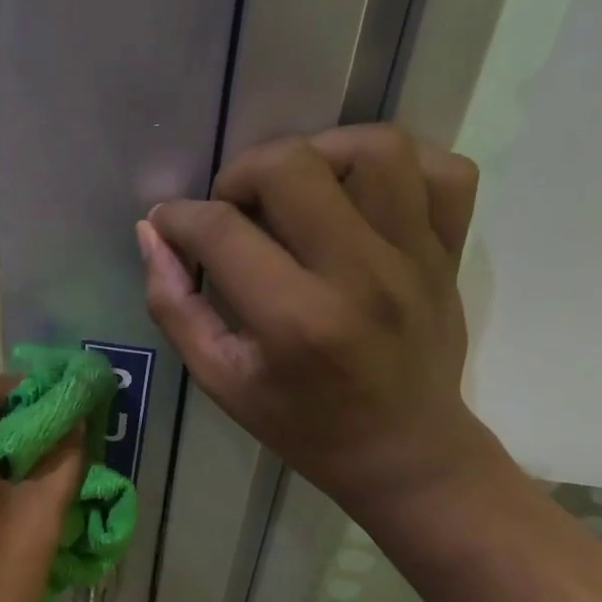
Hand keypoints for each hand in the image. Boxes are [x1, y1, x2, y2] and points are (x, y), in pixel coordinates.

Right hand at [139, 124, 503, 521]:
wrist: (403, 452)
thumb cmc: (300, 423)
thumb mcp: (218, 379)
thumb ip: (174, 305)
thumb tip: (151, 232)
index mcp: (295, 319)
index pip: (221, 230)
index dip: (179, 217)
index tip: (168, 223)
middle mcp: (360, 275)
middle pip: (293, 166)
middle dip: (242, 173)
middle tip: (234, 208)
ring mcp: (416, 257)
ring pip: (376, 149)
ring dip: (319, 153)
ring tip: (296, 189)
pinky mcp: (450, 251)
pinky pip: (445, 171)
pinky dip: (399, 165)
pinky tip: (361, 192)